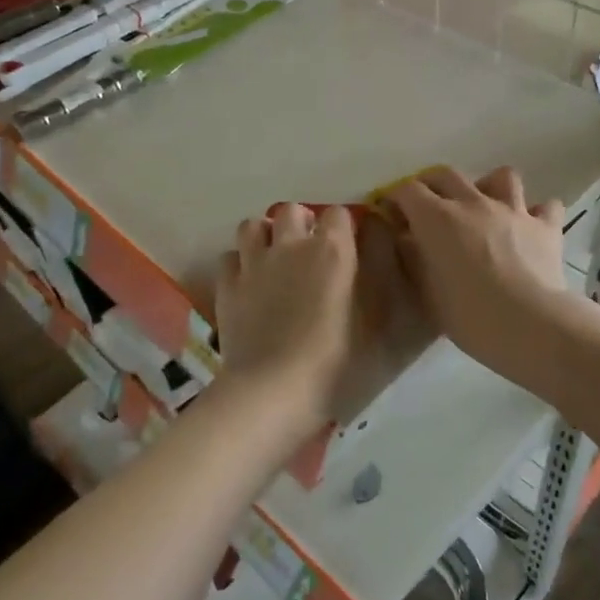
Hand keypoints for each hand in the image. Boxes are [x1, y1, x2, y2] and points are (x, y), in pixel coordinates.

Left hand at [216, 202, 357, 424]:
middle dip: (300, 223)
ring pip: (252, 225)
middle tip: (307, 251)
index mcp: (332, 250)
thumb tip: (368, 256)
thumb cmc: (334, 360)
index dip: (342, 227)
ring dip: (264, 236)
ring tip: (272, 258)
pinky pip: (229, 258)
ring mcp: (254, 264)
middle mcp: (291, 245)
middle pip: (291, 210)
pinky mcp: (227, 286)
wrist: (274, 388)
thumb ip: (372, 281)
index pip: (339, 213)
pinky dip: (238, 265)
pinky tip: (247, 284)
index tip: (346, 247)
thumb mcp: (372, 322)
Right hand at [382, 166, 567, 368]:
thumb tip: (407, 239)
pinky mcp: (545, 226)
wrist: (528, 325)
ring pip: (501, 176)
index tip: (390, 213)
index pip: (407, 190)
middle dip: (431, 184)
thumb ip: (413, 259)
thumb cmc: (468, 315)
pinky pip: (545, 206)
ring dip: (489, 187)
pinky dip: (535, 212)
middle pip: (447, 174)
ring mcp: (513, 210)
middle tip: (427, 206)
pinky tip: (529, 227)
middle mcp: (473, 203)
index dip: (395, 198)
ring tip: (485, 207)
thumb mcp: (426, 291)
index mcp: (437, 218)